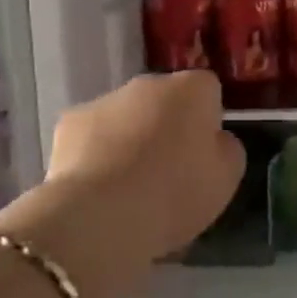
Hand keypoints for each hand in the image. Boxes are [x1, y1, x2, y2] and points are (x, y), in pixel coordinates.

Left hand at [45, 71, 244, 270]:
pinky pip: (92, 134)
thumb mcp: (225, 178)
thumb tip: (213, 140)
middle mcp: (149, 83)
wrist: (102, 214)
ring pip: (126, 115)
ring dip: (130, 138)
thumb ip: (225, 149)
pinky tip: (97, 188)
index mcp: (192, 89)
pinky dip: (96, 153)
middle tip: (167, 171)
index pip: (207, 90)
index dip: (207, 120)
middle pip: (164, 99)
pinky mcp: (70, 122)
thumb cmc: (175, 193)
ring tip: (129, 186)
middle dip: (166, 125)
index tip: (203, 154)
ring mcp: (106, 99)